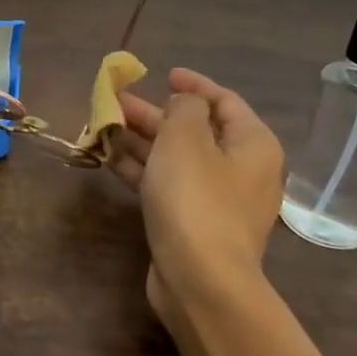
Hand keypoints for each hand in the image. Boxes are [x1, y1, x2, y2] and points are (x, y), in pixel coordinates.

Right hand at [109, 68, 284, 319]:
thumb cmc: (195, 198)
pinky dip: (142, 170)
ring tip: (104, 127)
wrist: (200, 280)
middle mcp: (241, 170)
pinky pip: (167, 185)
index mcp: (252, 144)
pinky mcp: (194, 224)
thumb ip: (184, 109)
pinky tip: (109, 159)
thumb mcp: (185, 138)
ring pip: (177, 159)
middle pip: (196, 130)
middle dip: (155, 114)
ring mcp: (218, 200)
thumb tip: (185, 105)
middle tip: (117, 102)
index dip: (194, 85)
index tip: (163, 74)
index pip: (225, 101)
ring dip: (142, 141)